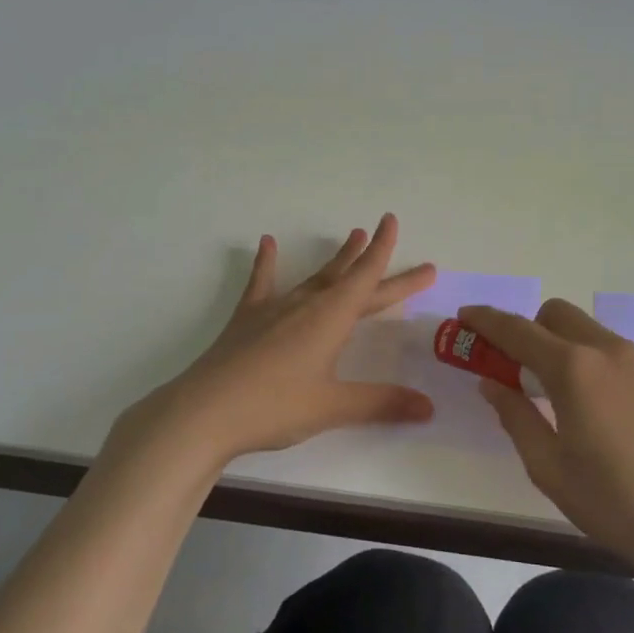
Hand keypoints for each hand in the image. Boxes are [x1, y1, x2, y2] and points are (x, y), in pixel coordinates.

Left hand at [112, 214, 438, 471]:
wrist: (204, 412)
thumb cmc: (274, 407)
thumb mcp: (333, 407)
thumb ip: (382, 403)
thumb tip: (429, 407)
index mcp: (331, 319)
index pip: (366, 278)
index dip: (383, 250)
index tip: (391, 220)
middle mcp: (306, 304)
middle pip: (350, 278)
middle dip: (376, 262)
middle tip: (395, 240)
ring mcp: (274, 309)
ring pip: (314, 277)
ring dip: (336, 259)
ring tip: (351, 235)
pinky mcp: (247, 319)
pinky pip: (262, 283)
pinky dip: (267, 263)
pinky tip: (268, 243)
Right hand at [460, 300, 633, 570]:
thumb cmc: (610, 500)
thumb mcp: (547, 466)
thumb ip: (515, 415)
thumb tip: (493, 383)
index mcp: (574, 369)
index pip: (518, 331)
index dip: (487, 321)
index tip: (466, 317)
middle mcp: (609, 351)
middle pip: (557, 314)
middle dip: (530, 329)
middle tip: (519, 369)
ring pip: (590, 331)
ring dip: (564, 346)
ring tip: (564, 397)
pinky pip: (618, 354)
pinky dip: (596, 364)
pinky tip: (604, 411)